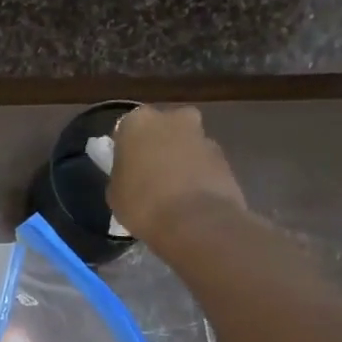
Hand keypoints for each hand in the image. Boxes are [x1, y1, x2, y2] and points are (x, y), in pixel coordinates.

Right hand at [108, 105, 246, 241]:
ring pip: (187, 144)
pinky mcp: (225, 158)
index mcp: (138, 123)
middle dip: (159, 146)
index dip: (127, 149)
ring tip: (174, 193)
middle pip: (163, 128)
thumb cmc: (143, 204)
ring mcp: (203, 136)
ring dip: (181, 160)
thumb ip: (122, 175)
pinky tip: (192, 200)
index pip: (127, 129)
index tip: (127, 168)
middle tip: (151, 175)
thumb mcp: (116, 194)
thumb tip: (132, 175)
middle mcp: (172, 119)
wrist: (196, 222)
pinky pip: (204, 163)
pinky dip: (199, 175)